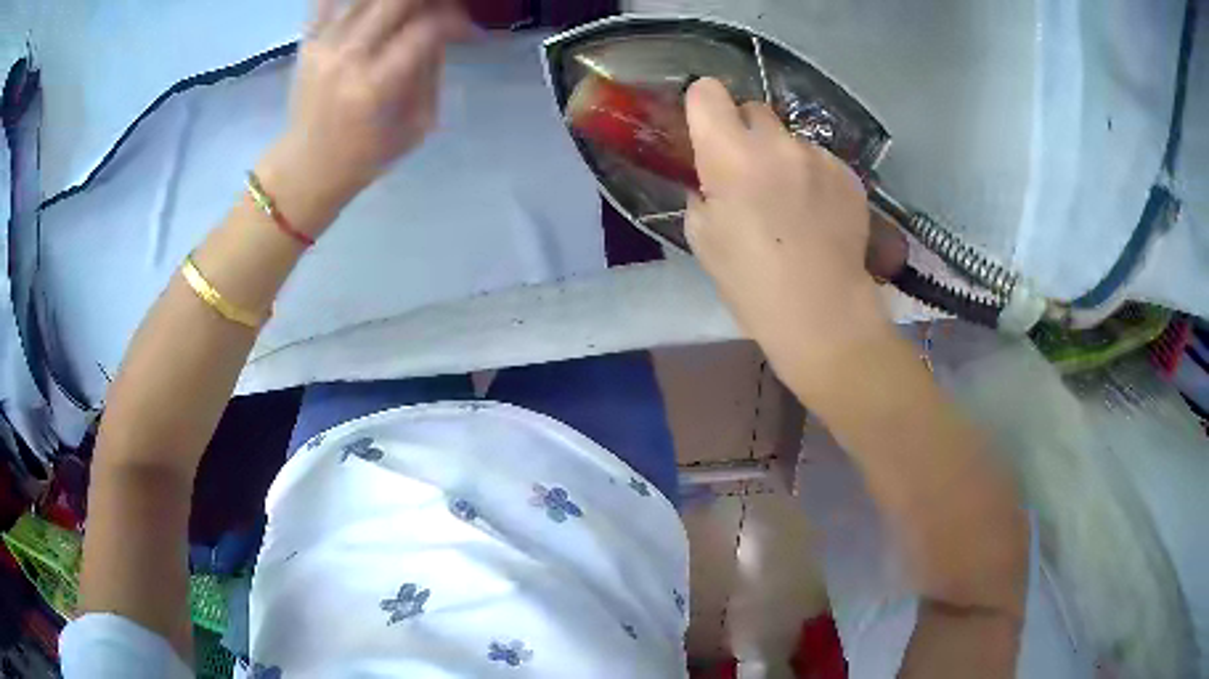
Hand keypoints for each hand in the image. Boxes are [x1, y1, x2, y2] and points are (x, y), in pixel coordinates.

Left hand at [259, 0, 468, 233]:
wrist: (307, 167)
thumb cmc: (367, 155)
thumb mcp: (417, 124)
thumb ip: (431, 70)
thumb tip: (443, 31)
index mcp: (377, 86)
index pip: (428, 28)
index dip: (456, 22)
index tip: (467, 33)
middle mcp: (348, 58)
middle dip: (428, 2)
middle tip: (437, 13)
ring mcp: (324, 46)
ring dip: (397, 2)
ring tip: (408, 14)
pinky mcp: (308, 42)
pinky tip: (370, 8)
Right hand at [684, 78, 887, 369]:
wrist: (822, 312)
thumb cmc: (751, 282)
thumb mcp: (703, 238)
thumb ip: (702, 192)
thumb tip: (712, 179)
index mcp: (730, 154)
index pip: (708, 92)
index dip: (704, 106)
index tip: (707, 129)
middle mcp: (777, 142)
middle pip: (754, 109)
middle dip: (745, 132)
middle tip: (748, 171)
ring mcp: (818, 156)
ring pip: (790, 138)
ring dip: (783, 157)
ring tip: (791, 201)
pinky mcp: (848, 174)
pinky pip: (820, 160)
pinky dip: (813, 176)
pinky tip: (818, 213)